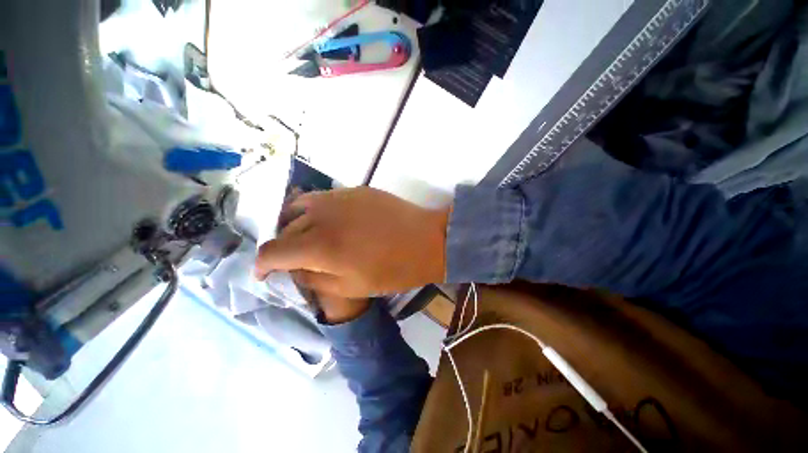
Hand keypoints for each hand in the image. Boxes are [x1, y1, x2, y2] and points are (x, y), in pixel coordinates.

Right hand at [255, 187, 448, 297]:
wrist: (427, 241)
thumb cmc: (394, 270)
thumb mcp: (350, 288)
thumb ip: (313, 279)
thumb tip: (293, 269)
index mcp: (320, 246)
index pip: (272, 251)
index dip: (263, 265)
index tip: (266, 274)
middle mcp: (323, 215)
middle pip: (286, 229)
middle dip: (284, 247)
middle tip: (295, 259)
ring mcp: (339, 197)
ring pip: (300, 207)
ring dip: (297, 225)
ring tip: (308, 237)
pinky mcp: (355, 190)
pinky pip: (324, 199)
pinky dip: (318, 212)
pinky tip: (332, 222)